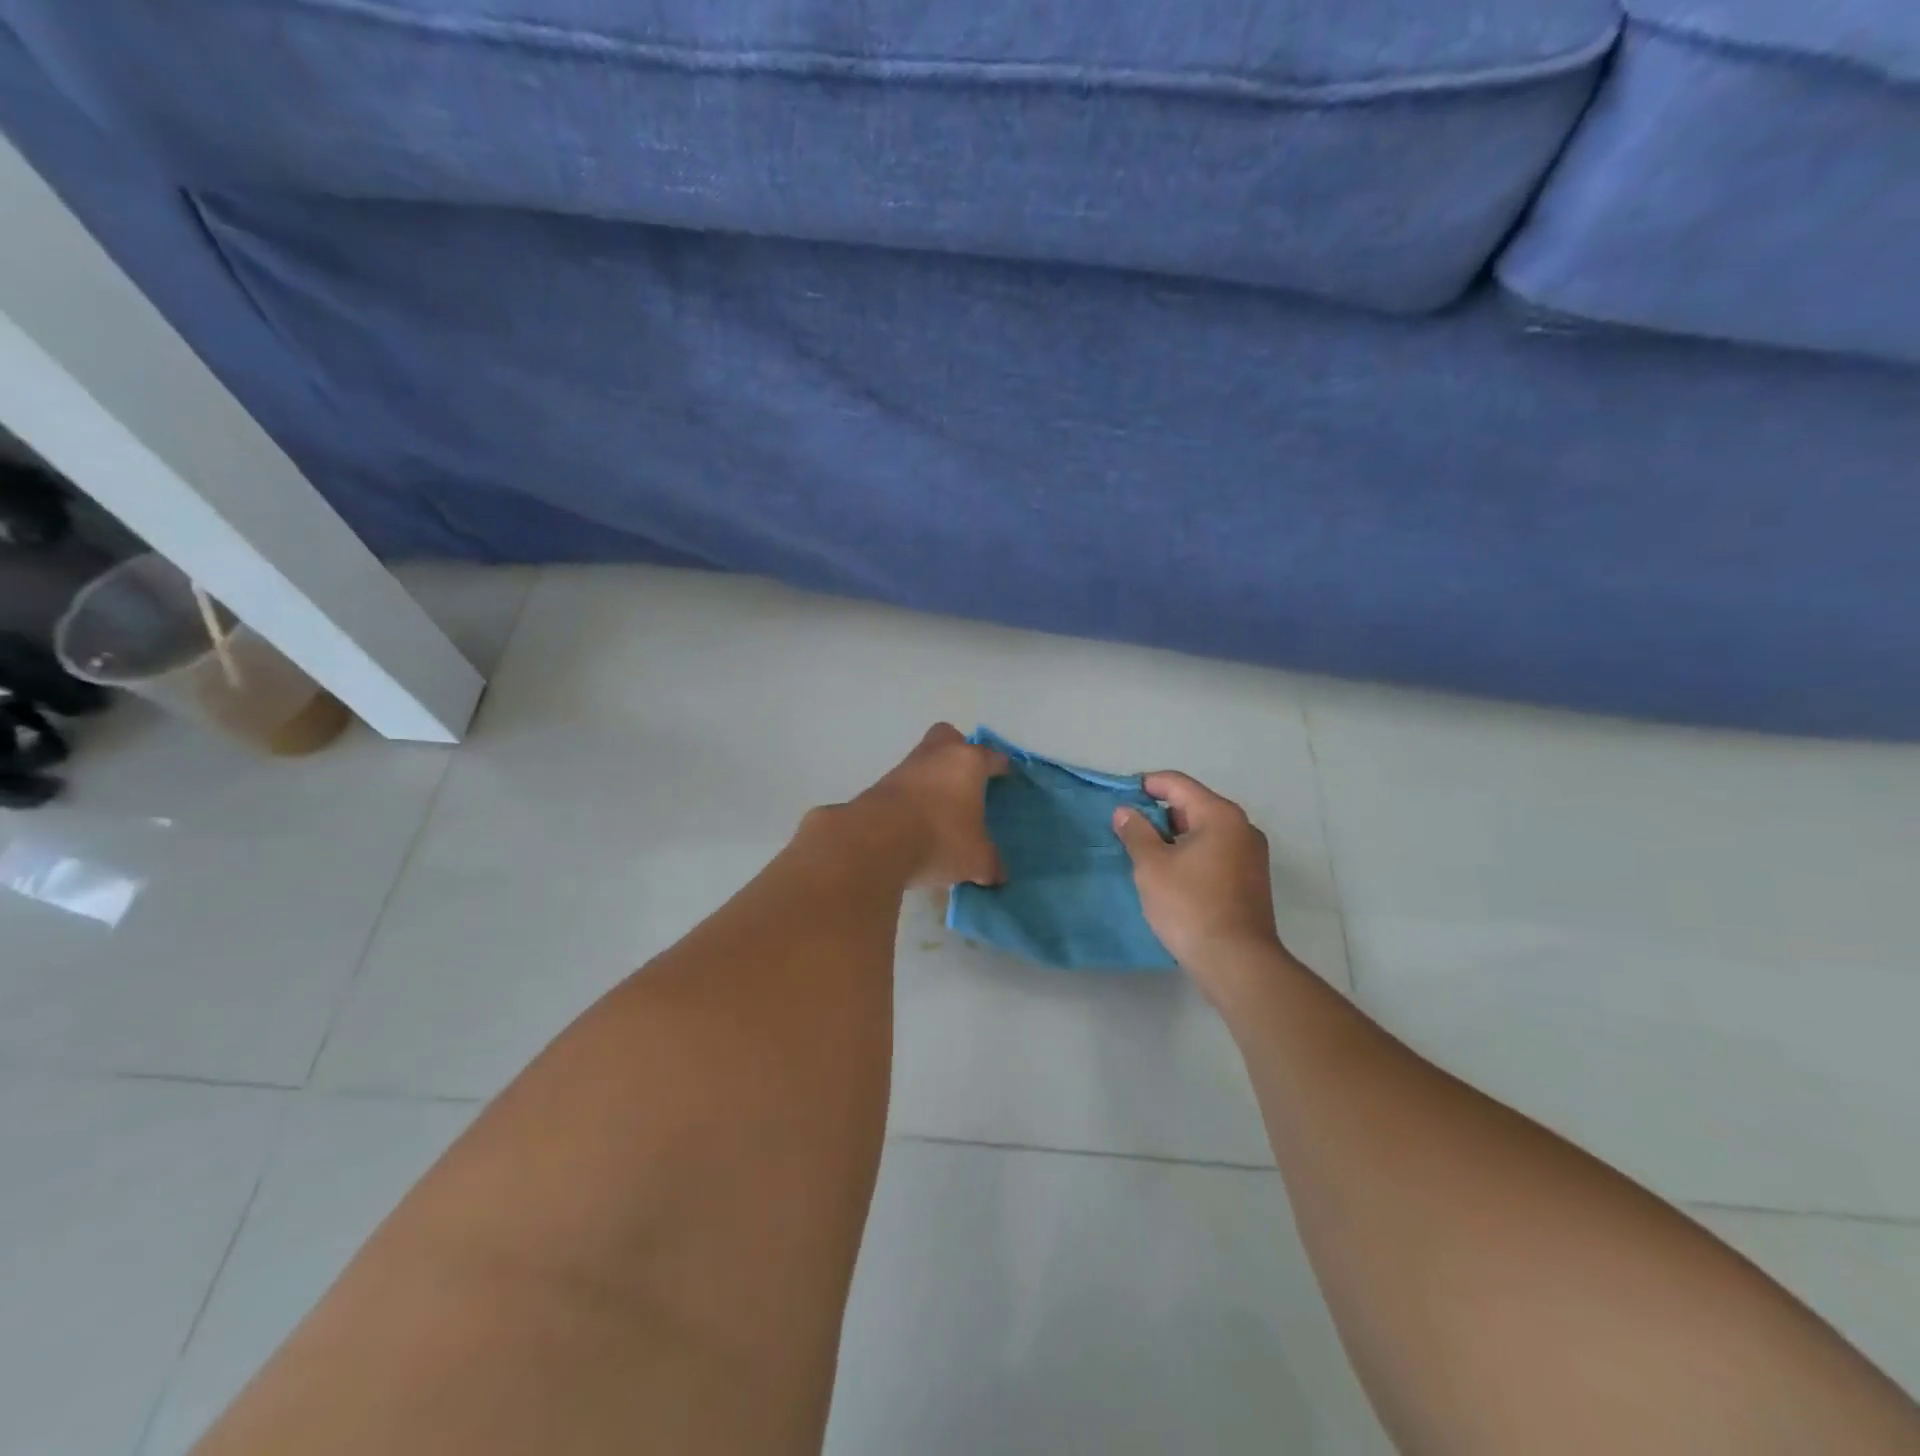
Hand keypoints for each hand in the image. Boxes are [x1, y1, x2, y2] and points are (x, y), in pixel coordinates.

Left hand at [848, 724, 1009, 887]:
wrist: (875, 841)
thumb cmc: (940, 839)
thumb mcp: (976, 859)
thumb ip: (990, 864)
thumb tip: (997, 875)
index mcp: (968, 762)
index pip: (992, 756)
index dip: (1000, 767)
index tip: (1005, 776)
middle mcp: (936, 755)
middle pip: (949, 738)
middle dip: (958, 752)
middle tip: (967, 780)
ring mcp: (904, 767)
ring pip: (924, 760)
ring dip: (933, 777)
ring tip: (941, 809)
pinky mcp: (880, 785)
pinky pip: (904, 783)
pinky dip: (913, 796)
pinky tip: (917, 821)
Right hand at [1112, 772, 1283, 991]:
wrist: (1237, 962)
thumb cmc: (1190, 906)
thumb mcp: (1152, 866)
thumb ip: (1136, 832)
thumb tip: (1125, 811)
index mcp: (1220, 815)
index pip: (1177, 784)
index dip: (1146, 784)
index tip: (1120, 795)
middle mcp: (1242, 827)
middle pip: (1193, 805)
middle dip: (1158, 813)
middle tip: (1127, 829)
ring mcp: (1251, 855)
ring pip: (1204, 831)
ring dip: (1173, 836)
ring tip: (1143, 853)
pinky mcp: (1251, 880)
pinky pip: (1215, 852)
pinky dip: (1190, 854)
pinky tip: (1170, 874)